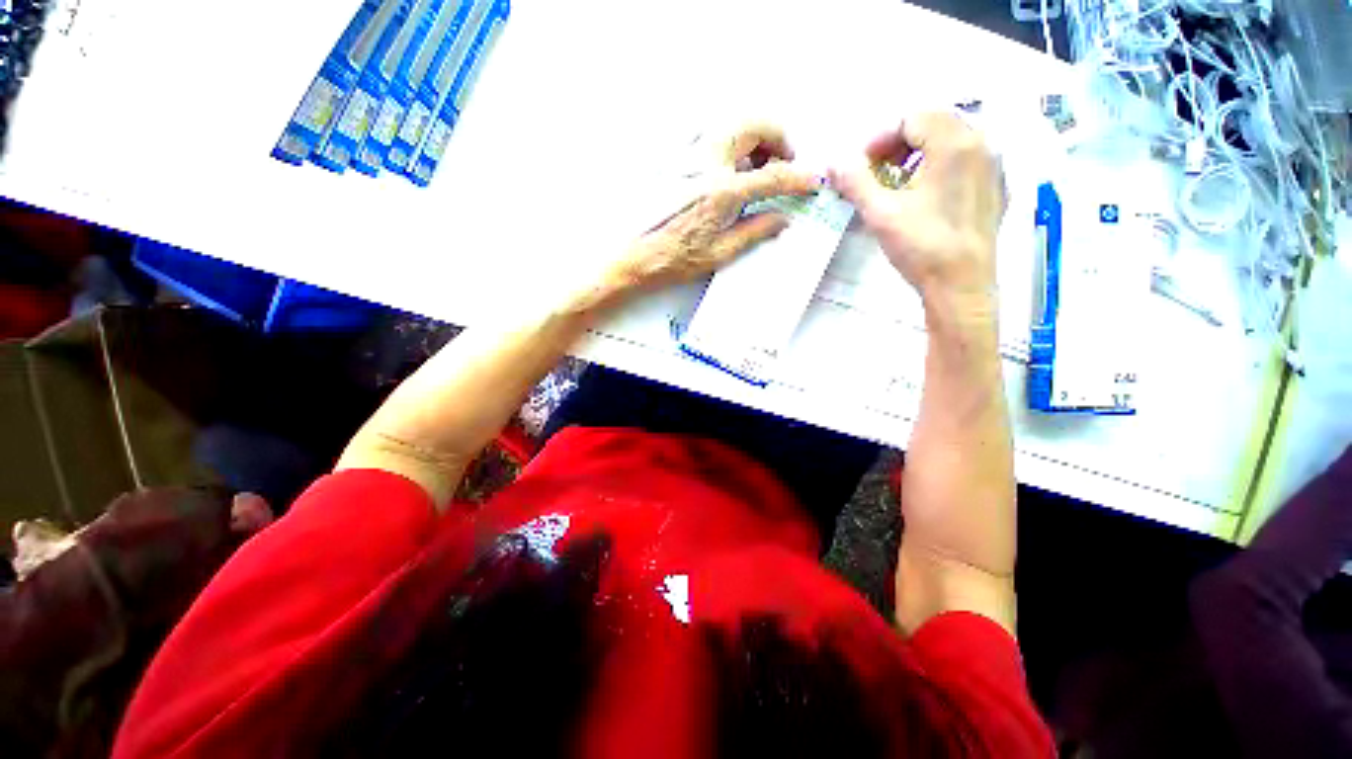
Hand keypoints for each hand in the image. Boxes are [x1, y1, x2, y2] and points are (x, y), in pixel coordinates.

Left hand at [587, 124, 820, 309]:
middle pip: (753, 124)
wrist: (629, 255)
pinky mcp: (671, 157)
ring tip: (754, 166)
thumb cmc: (671, 260)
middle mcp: (706, 162)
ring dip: (751, 136)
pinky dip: (726, 141)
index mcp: (721, 192)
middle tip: (780, 163)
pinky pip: (706, 133)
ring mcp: (686, 154)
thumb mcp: (718, 254)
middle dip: (776, 138)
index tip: (812, 180)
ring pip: (730, 122)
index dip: (798, 177)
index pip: (773, 175)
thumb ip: (754, 232)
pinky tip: (724, 168)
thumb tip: (781, 220)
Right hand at [829, 113, 1005, 314]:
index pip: (911, 118)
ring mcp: (994, 165)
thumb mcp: (880, 213)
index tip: (861, 166)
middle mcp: (982, 143)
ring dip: (919, 153)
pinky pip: (967, 160)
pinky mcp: (997, 187)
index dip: (879, 138)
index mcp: (954, 143)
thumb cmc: (921, 247)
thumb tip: (835, 161)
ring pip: (952, 140)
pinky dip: (941, 166)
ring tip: (897, 183)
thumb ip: (856, 181)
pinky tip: (925, 195)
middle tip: (876, 172)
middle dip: (899, 142)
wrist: (961, 285)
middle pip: (934, 123)